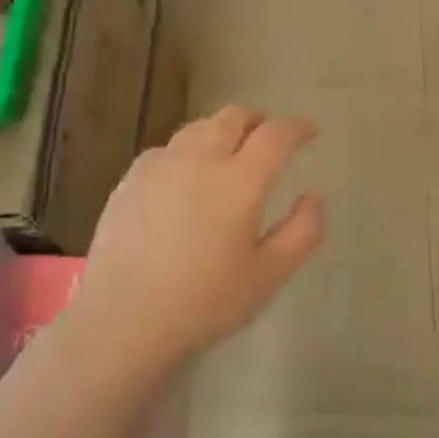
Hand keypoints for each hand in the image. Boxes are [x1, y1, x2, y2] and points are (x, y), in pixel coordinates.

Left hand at [64, 106, 325, 371]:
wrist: (123, 320)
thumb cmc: (205, 301)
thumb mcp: (270, 275)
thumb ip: (302, 231)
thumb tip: (314, 196)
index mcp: (239, 180)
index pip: (275, 136)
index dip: (297, 127)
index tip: (309, 129)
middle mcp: (199, 160)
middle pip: (232, 118)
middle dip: (257, 120)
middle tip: (269, 136)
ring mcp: (159, 166)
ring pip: (197, 129)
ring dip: (221, 131)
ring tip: (229, 150)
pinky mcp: (129, 181)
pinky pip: (166, 150)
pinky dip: (187, 151)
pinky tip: (185, 175)